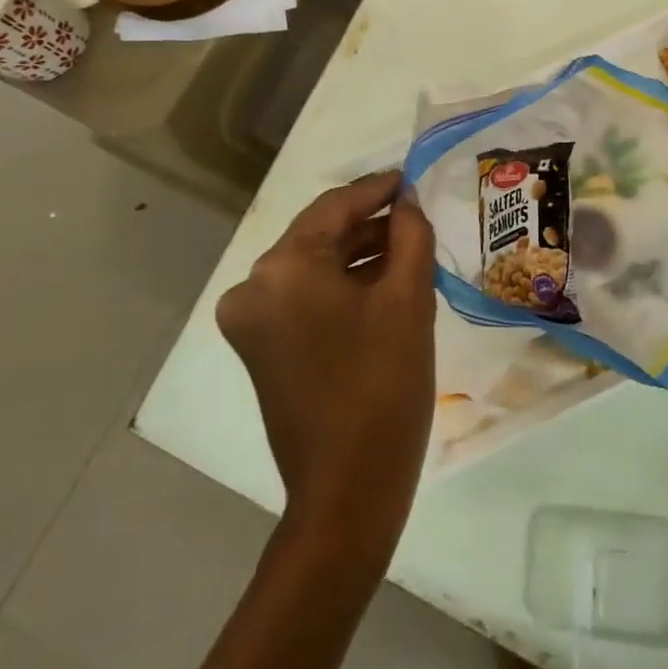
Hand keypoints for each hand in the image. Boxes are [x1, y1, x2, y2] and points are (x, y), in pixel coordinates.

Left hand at [216, 170, 436, 556]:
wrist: (348, 491)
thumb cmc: (384, 386)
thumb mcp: (408, 299)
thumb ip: (410, 235)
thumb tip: (406, 202)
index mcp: (283, 268)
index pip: (334, 206)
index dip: (377, 188)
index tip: (412, 177)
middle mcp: (253, 286)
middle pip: (319, 235)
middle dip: (369, 223)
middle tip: (416, 214)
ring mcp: (251, 320)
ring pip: (312, 266)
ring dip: (357, 255)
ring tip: (408, 247)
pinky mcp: (259, 347)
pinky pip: (304, 296)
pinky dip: (340, 285)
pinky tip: (382, 282)